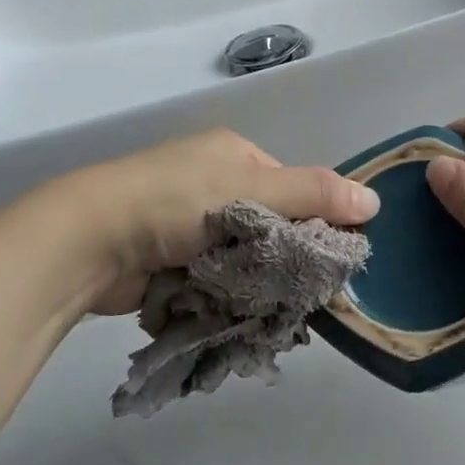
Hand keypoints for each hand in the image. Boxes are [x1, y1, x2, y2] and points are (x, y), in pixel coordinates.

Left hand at [58, 129, 378, 314]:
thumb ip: (313, 194)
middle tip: (293, 287)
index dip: (312, 218)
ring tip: (265, 306)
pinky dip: (223, 292)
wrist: (90, 240)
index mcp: (233, 153)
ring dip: (251, 279)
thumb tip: (375, 200)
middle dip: (279, 256)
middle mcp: (210, 181)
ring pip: (240, 254)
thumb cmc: (176, 202)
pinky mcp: (166, 257)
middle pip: (267, 222)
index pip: (291, 186)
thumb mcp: (253, 190)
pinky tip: (233, 311)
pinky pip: (213, 276)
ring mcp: (184, 221)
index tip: (322, 256)